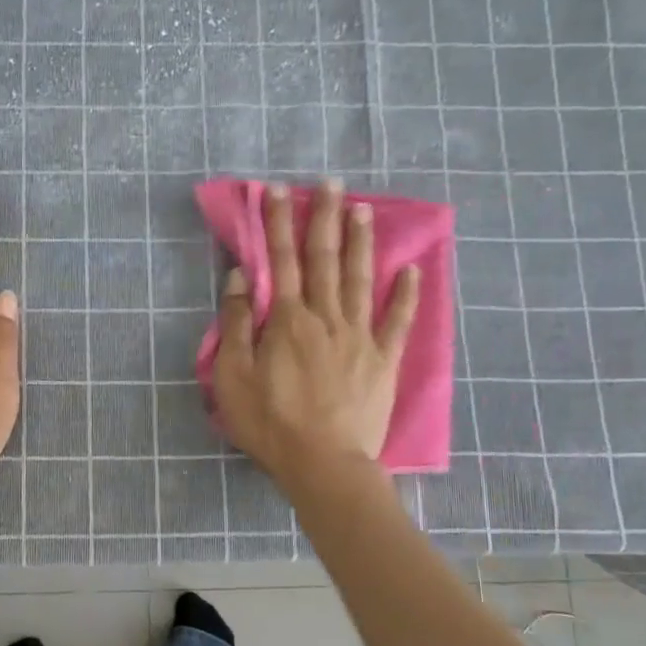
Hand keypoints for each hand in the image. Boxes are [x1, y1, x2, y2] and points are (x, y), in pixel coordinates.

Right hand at [212, 179, 418, 485]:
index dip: (278, 223)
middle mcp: (326, 317)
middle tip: (329, 182)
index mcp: (288, 320)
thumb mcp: (233, 376)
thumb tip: (241, 277)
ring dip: (360, 242)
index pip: (281, 260)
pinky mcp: (383, 360)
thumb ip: (236, 323)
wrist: (324, 463)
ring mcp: (360, 337)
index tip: (277, 190)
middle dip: (323, 218)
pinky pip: (397, 321)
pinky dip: (406, 295)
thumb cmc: (270, 422)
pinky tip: (411, 270)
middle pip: (324, 259)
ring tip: (362, 208)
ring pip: (360, 279)